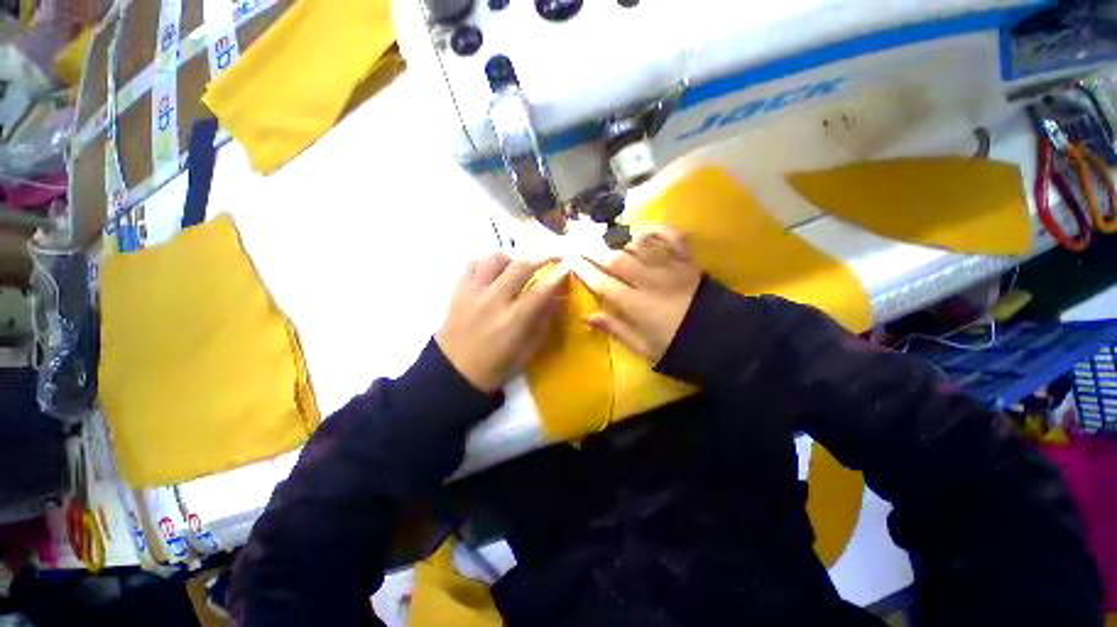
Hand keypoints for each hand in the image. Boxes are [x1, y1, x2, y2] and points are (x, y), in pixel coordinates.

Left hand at [436, 253, 566, 391]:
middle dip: (540, 257)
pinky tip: (494, 271)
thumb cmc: (496, 365)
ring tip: (518, 265)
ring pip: (495, 258)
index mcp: (513, 321)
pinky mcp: (458, 289)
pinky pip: (474, 263)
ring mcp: (473, 292)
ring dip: (512, 257)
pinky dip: (487, 262)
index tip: (566, 266)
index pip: (541, 290)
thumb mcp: (528, 351)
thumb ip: (544, 322)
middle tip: (550, 256)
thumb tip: (557, 298)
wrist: (454, 371)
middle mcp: (493, 301)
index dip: (557, 276)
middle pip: (520, 266)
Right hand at [570, 226, 701, 361]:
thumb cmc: (679, 347)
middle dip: (595, 251)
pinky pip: (673, 237)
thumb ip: (617, 329)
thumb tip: (589, 316)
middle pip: (617, 260)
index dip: (585, 271)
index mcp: (637, 305)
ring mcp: (671, 268)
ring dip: (621, 240)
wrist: (725, 340)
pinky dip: (658, 230)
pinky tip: (643, 230)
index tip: (571, 261)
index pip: (603, 283)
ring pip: (640, 246)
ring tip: (607, 238)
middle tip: (579, 242)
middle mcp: (650, 281)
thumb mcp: (645, 347)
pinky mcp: (688, 261)